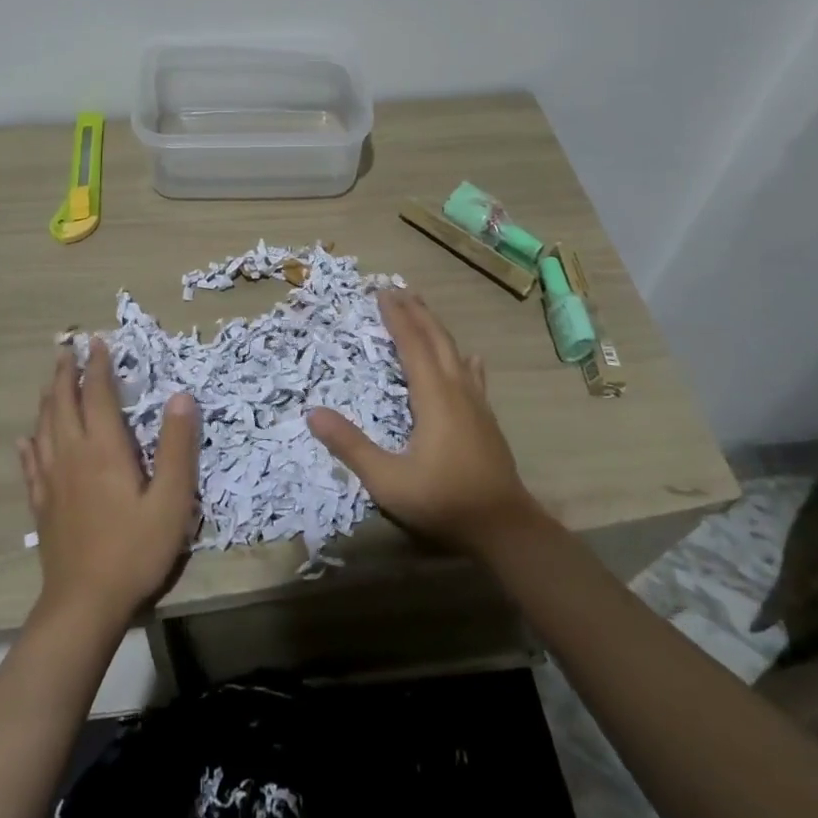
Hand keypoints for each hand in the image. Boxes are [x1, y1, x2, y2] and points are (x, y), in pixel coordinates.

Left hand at [18, 341, 200, 631]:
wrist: (84, 605)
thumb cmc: (134, 550)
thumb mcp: (171, 500)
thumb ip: (177, 447)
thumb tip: (181, 395)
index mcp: (104, 449)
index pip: (97, 395)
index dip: (98, 366)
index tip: (98, 341)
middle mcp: (73, 455)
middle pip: (63, 404)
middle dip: (65, 373)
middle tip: (65, 349)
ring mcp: (52, 481)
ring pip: (44, 428)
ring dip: (48, 399)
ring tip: (50, 381)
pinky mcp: (42, 505)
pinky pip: (31, 464)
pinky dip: (29, 444)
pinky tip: (25, 439)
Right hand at [306, 289, 540, 555]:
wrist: (505, 528)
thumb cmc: (443, 502)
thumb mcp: (388, 481)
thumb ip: (351, 446)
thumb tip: (313, 413)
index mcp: (433, 397)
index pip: (412, 345)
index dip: (396, 317)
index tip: (382, 293)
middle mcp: (457, 390)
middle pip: (437, 340)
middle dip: (417, 313)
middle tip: (399, 290)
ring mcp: (476, 404)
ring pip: (455, 353)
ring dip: (437, 329)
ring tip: (424, 311)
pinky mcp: (486, 419)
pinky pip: (473, 376)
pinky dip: (463, 359)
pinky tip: (470, 358)